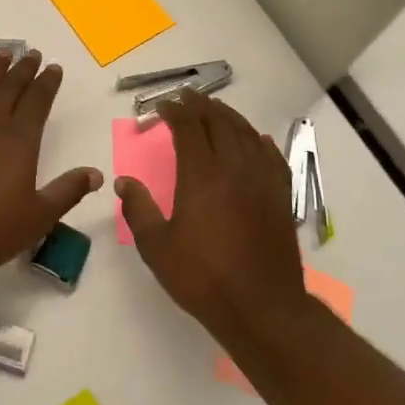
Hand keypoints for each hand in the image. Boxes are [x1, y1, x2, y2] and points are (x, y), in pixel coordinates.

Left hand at [0, 51, 101, 285]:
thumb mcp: (39, 217)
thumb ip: (68, 191)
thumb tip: (97, 174)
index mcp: (20, 141)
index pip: (38, 102)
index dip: (48, 83)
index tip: (54, 67)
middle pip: (11, 89)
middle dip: (23, 70)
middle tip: (31, 53)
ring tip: (2, 53)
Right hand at [117, 89, 305, 333]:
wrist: (262, 307)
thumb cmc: (203, 278)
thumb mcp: (157, 247)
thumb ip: (138, 210)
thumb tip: (124, 182)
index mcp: (202, 176)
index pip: (189, 128)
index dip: (175, 111)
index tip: (163, 106)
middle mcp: (234, 168)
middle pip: (219, 123)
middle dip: (200, 106)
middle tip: (186, 97)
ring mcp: (262, 181)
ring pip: (246, 134)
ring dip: (228, 117)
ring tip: (215, 109)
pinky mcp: (280, 197)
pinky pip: (270, 156)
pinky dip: (258, 141)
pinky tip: (255, 139)